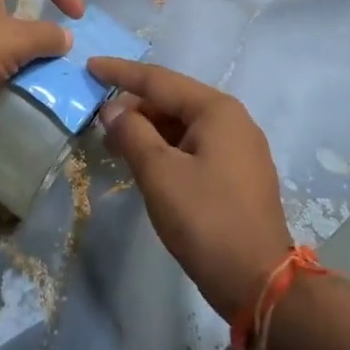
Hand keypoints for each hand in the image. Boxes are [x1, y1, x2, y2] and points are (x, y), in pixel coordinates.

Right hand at [88, 58, 293, 322]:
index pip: (159, 80)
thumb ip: (132, 133)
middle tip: (99, 122)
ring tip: (116, 146)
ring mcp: (239, 148)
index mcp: (217, 110)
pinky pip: (194, 146)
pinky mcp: (238, 174)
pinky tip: (145, 163)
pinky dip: (166, 148)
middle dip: (135, 107)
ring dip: (148, 130)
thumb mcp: (160, 174)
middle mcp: (232, 120)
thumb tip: (113, 109)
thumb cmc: (206, 220)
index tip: (90, 66)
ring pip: (183, 125)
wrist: (259, 283)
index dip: (121, 73)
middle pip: (173, 101)